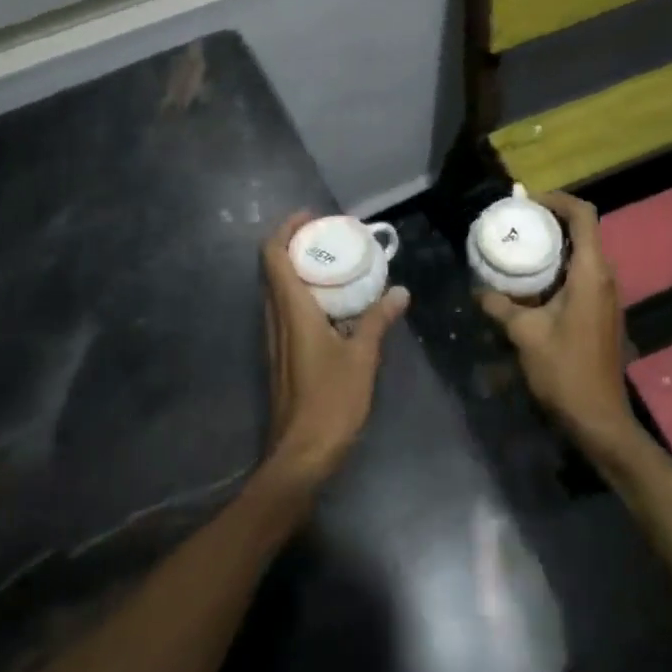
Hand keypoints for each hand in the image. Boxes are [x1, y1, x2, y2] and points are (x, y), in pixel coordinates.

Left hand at [260, 212, 408, 488]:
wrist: (300, 454)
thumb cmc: (330, 401)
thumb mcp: (362, 357)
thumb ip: (377, 320)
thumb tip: (399, 292)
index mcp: (290, 310)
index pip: (272, 255)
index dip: (286, 229)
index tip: (312, 218)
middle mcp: (275, 318)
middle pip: (273, 268)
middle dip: (296, 245)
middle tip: (331, 238)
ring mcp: (274, 338)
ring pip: (278, 290)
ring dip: (300, 271)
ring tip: (335, 265)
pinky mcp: (280, 355)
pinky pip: (285, 311)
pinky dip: (303, 295)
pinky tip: (334, 306)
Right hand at [475, 191, 640, 458]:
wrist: (599, 418)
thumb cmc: (565, 370)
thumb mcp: (525, 334)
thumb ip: (500, 305)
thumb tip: (478, 289)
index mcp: (591, 273)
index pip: (584, 215)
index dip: (558, 200)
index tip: (527, 203)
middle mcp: (605, 277)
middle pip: (583, 231)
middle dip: (550, 221)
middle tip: (515, 223)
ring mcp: (606, 295)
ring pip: (582, 254)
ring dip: (553, 246)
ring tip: (518, 247)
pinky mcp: (601, 311)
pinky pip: (581, 274)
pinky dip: (557, 267)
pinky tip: (530, 282)